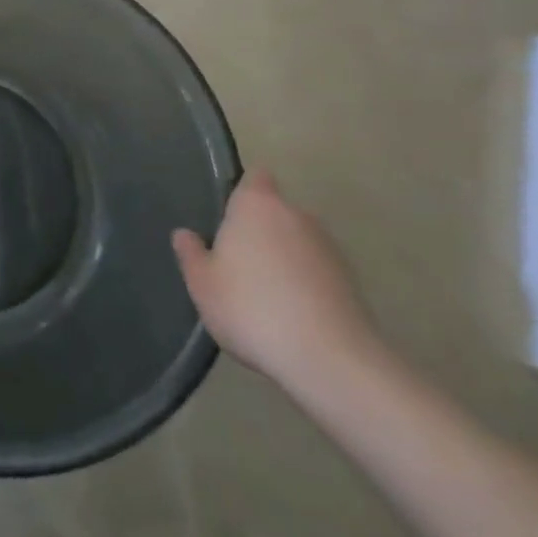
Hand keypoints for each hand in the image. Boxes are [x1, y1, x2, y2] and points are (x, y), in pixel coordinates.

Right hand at [172, 170, 379, 393]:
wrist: (330, 359)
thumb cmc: (251, 308)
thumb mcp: (202, 283)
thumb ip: (191, 254)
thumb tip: (185, 234)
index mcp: (257, 205)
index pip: (255, 177)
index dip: (241, 192)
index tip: (227, 218)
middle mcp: (297, 216)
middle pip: (275, 212)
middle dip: (259, 232)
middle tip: (236, 264)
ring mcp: (329, 248)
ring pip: (297, 243)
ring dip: (283, 260)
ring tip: (264, 297)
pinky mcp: (352, 282)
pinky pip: (317, 272)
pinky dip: (305, 285)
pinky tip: (290, 316)